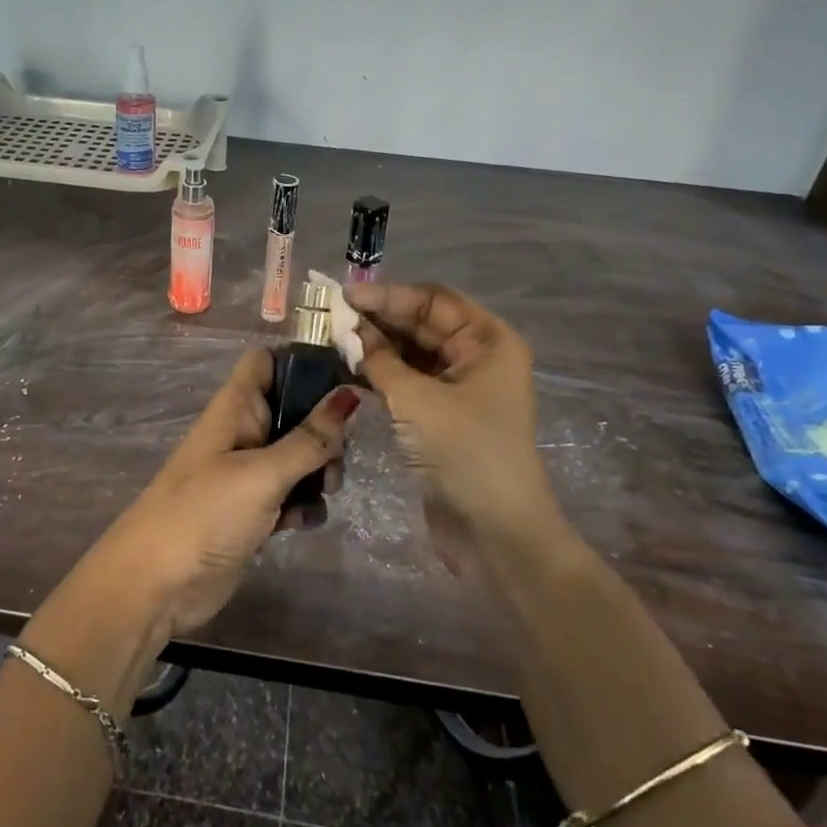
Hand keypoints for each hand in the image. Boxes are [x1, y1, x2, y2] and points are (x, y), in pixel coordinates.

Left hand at [94, 349, 358, 635]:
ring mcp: (247, 472)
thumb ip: (309, 438)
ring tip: (325, 493)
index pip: (269, 361)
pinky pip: (290, 493)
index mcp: (236, 407)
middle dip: (323, 431)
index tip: (344, 378)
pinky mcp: (253, 510)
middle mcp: (243, 432)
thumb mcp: (262, 473)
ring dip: (318, 472)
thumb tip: (349, 393)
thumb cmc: (204, 514)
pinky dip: (302, 505)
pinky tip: (303, 523)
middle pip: (295, 410)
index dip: (303, 361)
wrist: (155, 585)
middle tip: (335, 459)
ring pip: (298, 455)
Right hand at [345, 282, 563, 565]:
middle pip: (422, 324)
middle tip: (331, 316)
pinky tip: (348, 367)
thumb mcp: (417, 400)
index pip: (434, 301)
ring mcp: (459, 388)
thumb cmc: (465, 452)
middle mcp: (476, 357)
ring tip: (332, 339)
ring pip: (411, 353)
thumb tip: (348, 330)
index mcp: (487, 341)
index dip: (389, 295)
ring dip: (376, 346)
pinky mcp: (441, 416)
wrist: (495, 532)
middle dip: (379, 319)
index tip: (345, 295)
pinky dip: (380, 373)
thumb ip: (379, 360)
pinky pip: (407, 381)